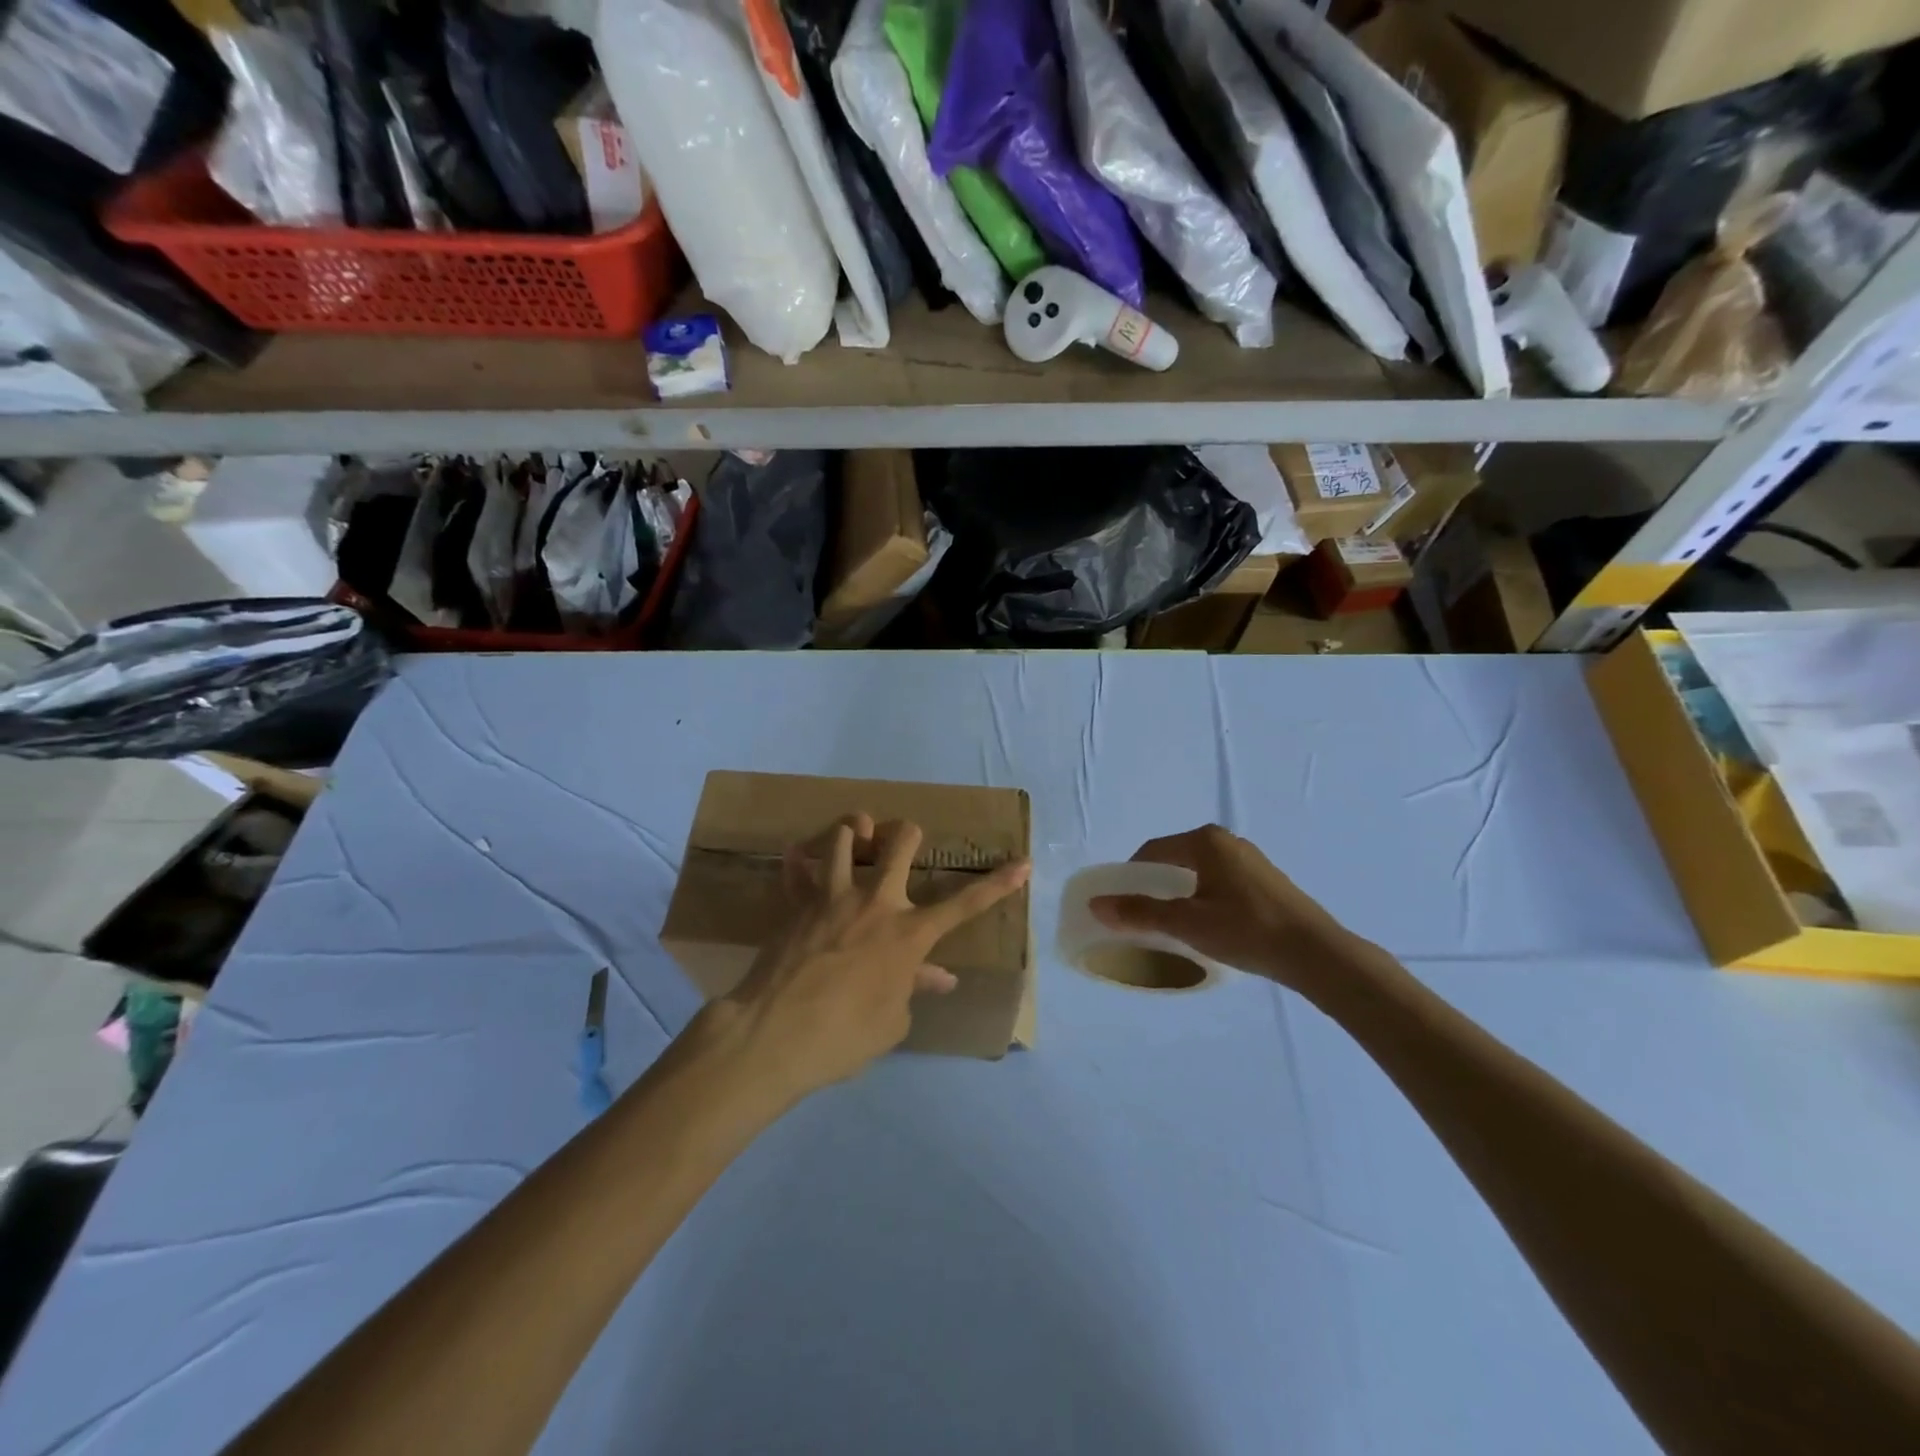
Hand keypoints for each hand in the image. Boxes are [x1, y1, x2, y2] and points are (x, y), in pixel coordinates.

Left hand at [720, 813, 1029, 1102]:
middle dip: (907, 834)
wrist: (775, 1035)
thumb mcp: (892, 1021)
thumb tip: (938, 977)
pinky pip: (795, 871)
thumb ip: (914, 988)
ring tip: (852, 839)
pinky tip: (795, 859)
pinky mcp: (796, 904)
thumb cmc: (845, 1036)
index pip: (965, 904)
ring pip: (843, 839)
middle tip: (905, 838)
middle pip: (899, 844)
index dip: (998, 883)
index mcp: (909, 934)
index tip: (1023, 862)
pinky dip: (798, 863)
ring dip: (851, 834)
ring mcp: (832, 897)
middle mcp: (875, 903)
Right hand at [1089, 825, 1362, 996]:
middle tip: (1141, 916)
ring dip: (1179, 893)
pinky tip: (1206, 925)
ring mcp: (1249, 860)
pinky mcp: (1265, 881)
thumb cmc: (1247, 930)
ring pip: (1198, 872)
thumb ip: (1140, 912)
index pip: (1152, 850)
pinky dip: (1202, 898)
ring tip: (1171, 924)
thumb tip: (1096, 905)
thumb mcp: (1187, 923)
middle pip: (1175, 859)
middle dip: (1154, 885)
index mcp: (1205, 841)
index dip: (1130, 875)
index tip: (1120, 903)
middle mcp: (1227, 841)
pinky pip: (1219, 881)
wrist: (1316, 954)